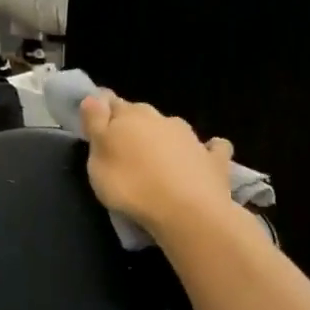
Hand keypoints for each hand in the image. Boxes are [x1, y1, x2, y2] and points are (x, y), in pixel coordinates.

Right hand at [80, 93, 234, 242]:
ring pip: (173, 129)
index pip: (110, 102)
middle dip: (133, 126)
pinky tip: (204, 158)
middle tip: (124, 148)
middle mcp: (161, 119)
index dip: (102, 110)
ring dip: (164, 139)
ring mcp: (191, 138)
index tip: (96, 123)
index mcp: (129, 116)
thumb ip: (95, 124)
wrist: (187, 212)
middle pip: (142, 115)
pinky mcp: (215, 159)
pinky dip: (207, 151)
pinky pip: (212, 148)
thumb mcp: (97, 158)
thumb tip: (94, 97)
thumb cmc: (131, 185)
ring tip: (157, 162)